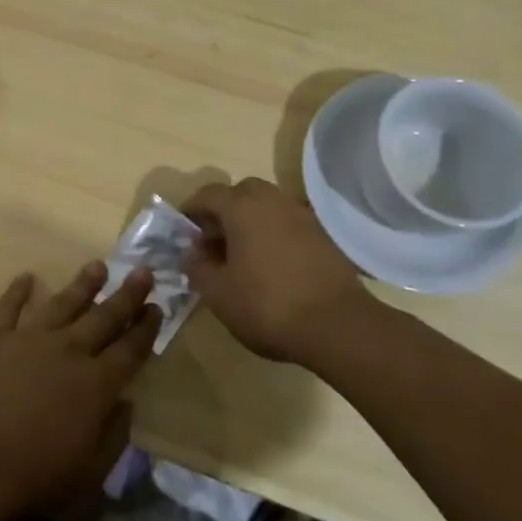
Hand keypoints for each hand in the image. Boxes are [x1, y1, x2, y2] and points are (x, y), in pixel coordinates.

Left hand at [0, 263, 159, 520]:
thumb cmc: (34, 478)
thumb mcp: (90, 474)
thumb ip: (114, 437)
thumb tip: (126, 404)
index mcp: (96, 385)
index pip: (130, 349)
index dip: (146, 329)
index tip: (157, 307)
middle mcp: (67, 351)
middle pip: (103, 317)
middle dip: (127, 295)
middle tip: (143, 271)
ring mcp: (28, 339)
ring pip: (62, 303)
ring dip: (83, 284)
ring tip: (98, 266)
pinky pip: (8, 307)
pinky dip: (17, 291)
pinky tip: (26, 277)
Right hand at [183, 178, 388, 365]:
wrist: (338, 327)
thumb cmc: (267, 305)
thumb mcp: (217, 293)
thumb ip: (197, 266)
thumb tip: (191, 252)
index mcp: (242, 208)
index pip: (208, 194)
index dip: (191, 210)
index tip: (183, 231)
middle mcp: (273, 202)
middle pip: (242, 193)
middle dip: (224, 211)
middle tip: (214, 240)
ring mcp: (303, 216)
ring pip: (268, 207)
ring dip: (251, 222)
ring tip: (242, 256)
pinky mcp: (324, 237)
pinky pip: (289, 225)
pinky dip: (275, 235)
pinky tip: (271, 266)